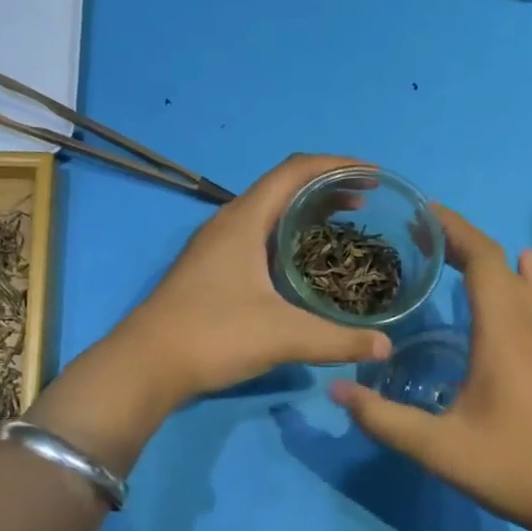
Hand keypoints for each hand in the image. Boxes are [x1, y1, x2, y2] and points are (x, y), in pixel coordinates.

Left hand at [114, 154, 392, 405]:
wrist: (146, 364)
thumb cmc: (214, 335)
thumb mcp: (283, 336)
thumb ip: (338, 340)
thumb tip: (385, 346)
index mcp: (244, 220)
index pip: (295, 170)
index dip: (337, 166)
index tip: (374, 175)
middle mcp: (227, 224)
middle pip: (282, 188)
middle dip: (326, 189)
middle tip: (366, 204)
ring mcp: (214, 247)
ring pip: (267, 214)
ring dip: (304, 213)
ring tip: (340, 228)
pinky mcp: (209, 270)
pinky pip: (256, 237)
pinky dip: (286, 238)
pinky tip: (301, 265)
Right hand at [329, 205, 531, 530]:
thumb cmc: (512, 468)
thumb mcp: (438, 448)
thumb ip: (383, 419)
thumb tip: (335, 388)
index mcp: (503, 334)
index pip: (482, 260)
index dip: (453, 229)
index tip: (419, 212)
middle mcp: (530, 325)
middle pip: (498, 262)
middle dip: (459, 239)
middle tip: (416, 233)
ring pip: (519, 279)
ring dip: (485, 257)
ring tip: (447, 249)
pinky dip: (518, 276)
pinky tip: (520, 267)